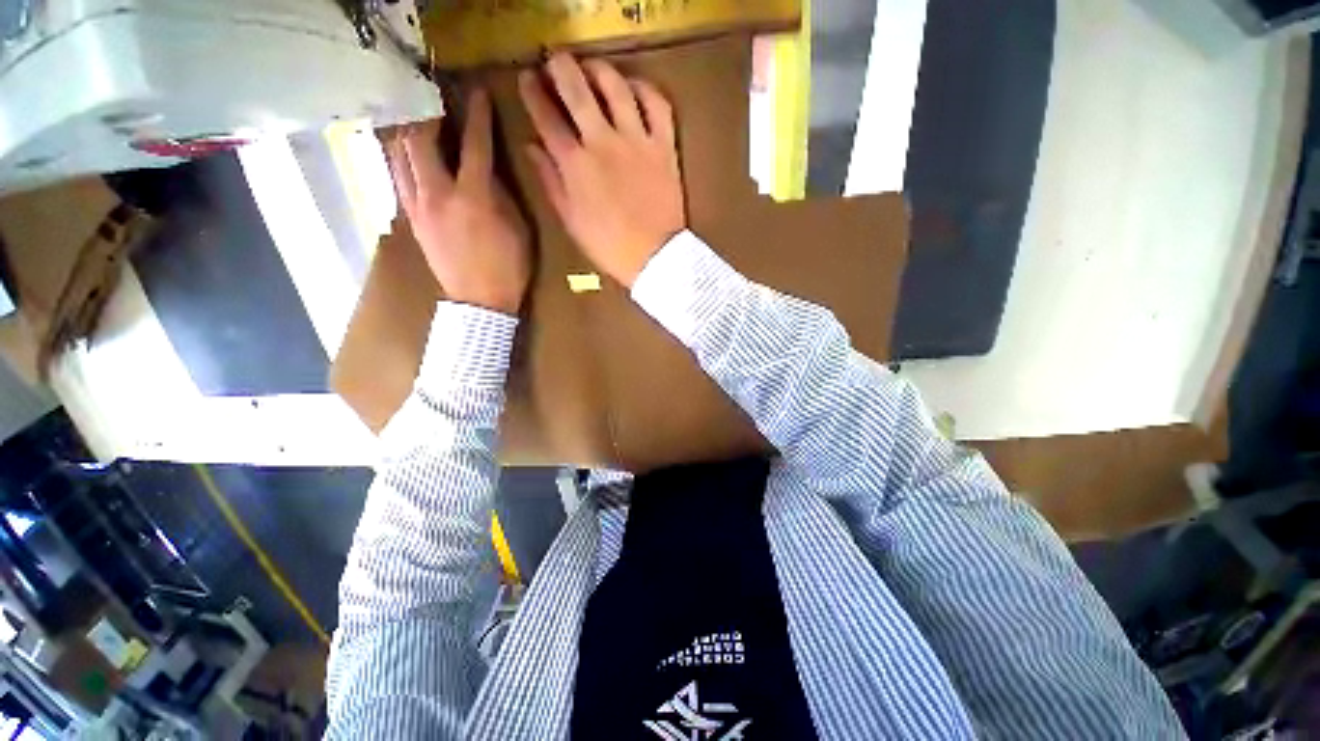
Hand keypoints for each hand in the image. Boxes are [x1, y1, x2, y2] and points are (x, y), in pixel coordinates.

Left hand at [385, 90, 530, 314]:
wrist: (479, 302)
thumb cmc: (509, 269)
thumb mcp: (518, 231)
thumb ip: (503, 196)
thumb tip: (488, 171)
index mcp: (473, 197)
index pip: (474, 145)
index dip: (477, 116)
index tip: (476, 93)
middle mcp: (438, 195)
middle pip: (420, 140)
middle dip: (428, 116)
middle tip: (437, 106)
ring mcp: (419, 207)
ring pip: (399, 157)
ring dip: (408, 135)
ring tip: (418, 125)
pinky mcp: (411, 219)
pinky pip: (397, 179)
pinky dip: (401, 160)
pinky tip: (408, 156)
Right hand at [519, 53, 685, 288]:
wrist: (655, 257)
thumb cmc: (609, 246)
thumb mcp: (571, 221)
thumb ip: (550, 182)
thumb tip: (531, 146)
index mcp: (575, 165)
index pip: (546, 117)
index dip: (533, 93)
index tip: (527, 79)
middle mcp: (603, 143)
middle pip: (576, 89)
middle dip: (559, 67)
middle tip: (554, 60)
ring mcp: (636, 141)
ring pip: (616, 87)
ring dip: (599, 69)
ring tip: (591, 68)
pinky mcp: (664, 147)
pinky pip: (657, 105)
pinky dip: (644, 88)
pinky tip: (633, 87)